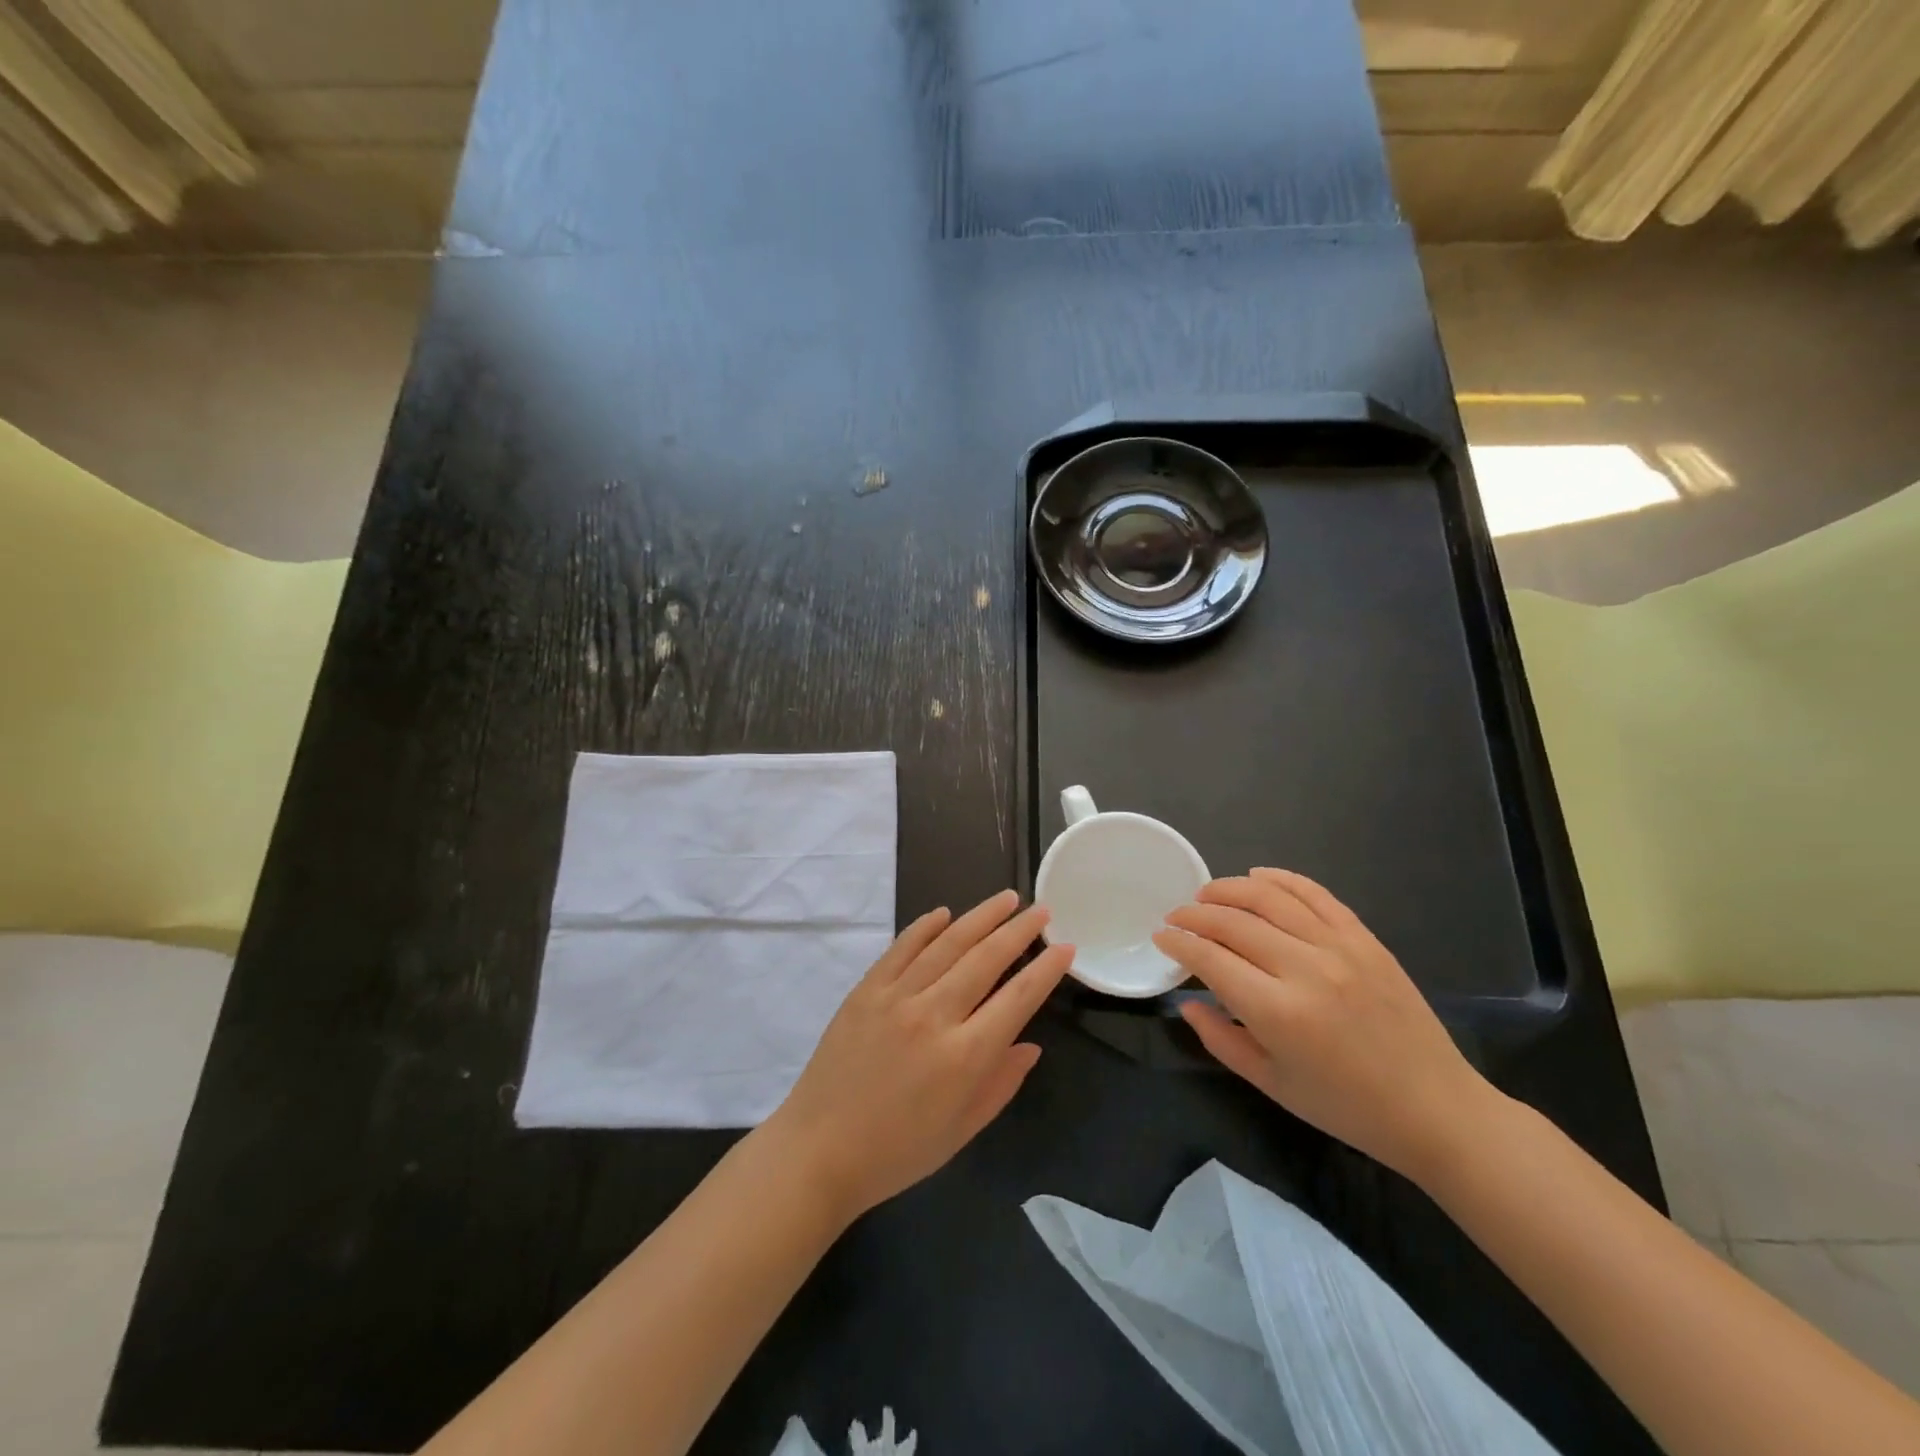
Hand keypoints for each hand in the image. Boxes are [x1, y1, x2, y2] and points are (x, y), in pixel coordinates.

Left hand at [768, 890, 1071, 1220]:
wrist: (818, 1150)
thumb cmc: (897, 1152)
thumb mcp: (961, 1131)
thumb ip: (1001, 1084)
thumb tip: (1030, 1044)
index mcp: (964, 1057)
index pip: (1017, 998)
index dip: (1046, 970)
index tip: (1065, 946)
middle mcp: (933, 1015)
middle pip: (985, 959)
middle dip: (1018, 931)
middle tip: (1040, 909)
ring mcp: (896, 997)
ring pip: (947, 943)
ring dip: (980, 917)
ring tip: (1006, 898)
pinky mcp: (866, 989)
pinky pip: (902, 947)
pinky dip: (926, 926)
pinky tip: (945, 913)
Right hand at [1153, 868, 1495, 1182]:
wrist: (1436, 1109)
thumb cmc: (1347, 1108)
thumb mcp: (1272, 1084)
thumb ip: (1220, 1039)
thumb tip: (1188, 1001)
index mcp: (1277, 1012)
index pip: (1210, 959)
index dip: (1178, 943)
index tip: (1161, 937)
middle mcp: (1305, 969)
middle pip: (1232, 922)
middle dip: (1194, 914)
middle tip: (1175, 917)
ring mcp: (1339, 948)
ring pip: (1269, 898)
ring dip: (1228, 889)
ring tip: (1206, 894)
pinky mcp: (1365, 938)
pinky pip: (1316, 894)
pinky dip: (1282, 879)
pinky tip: (1257, 876)